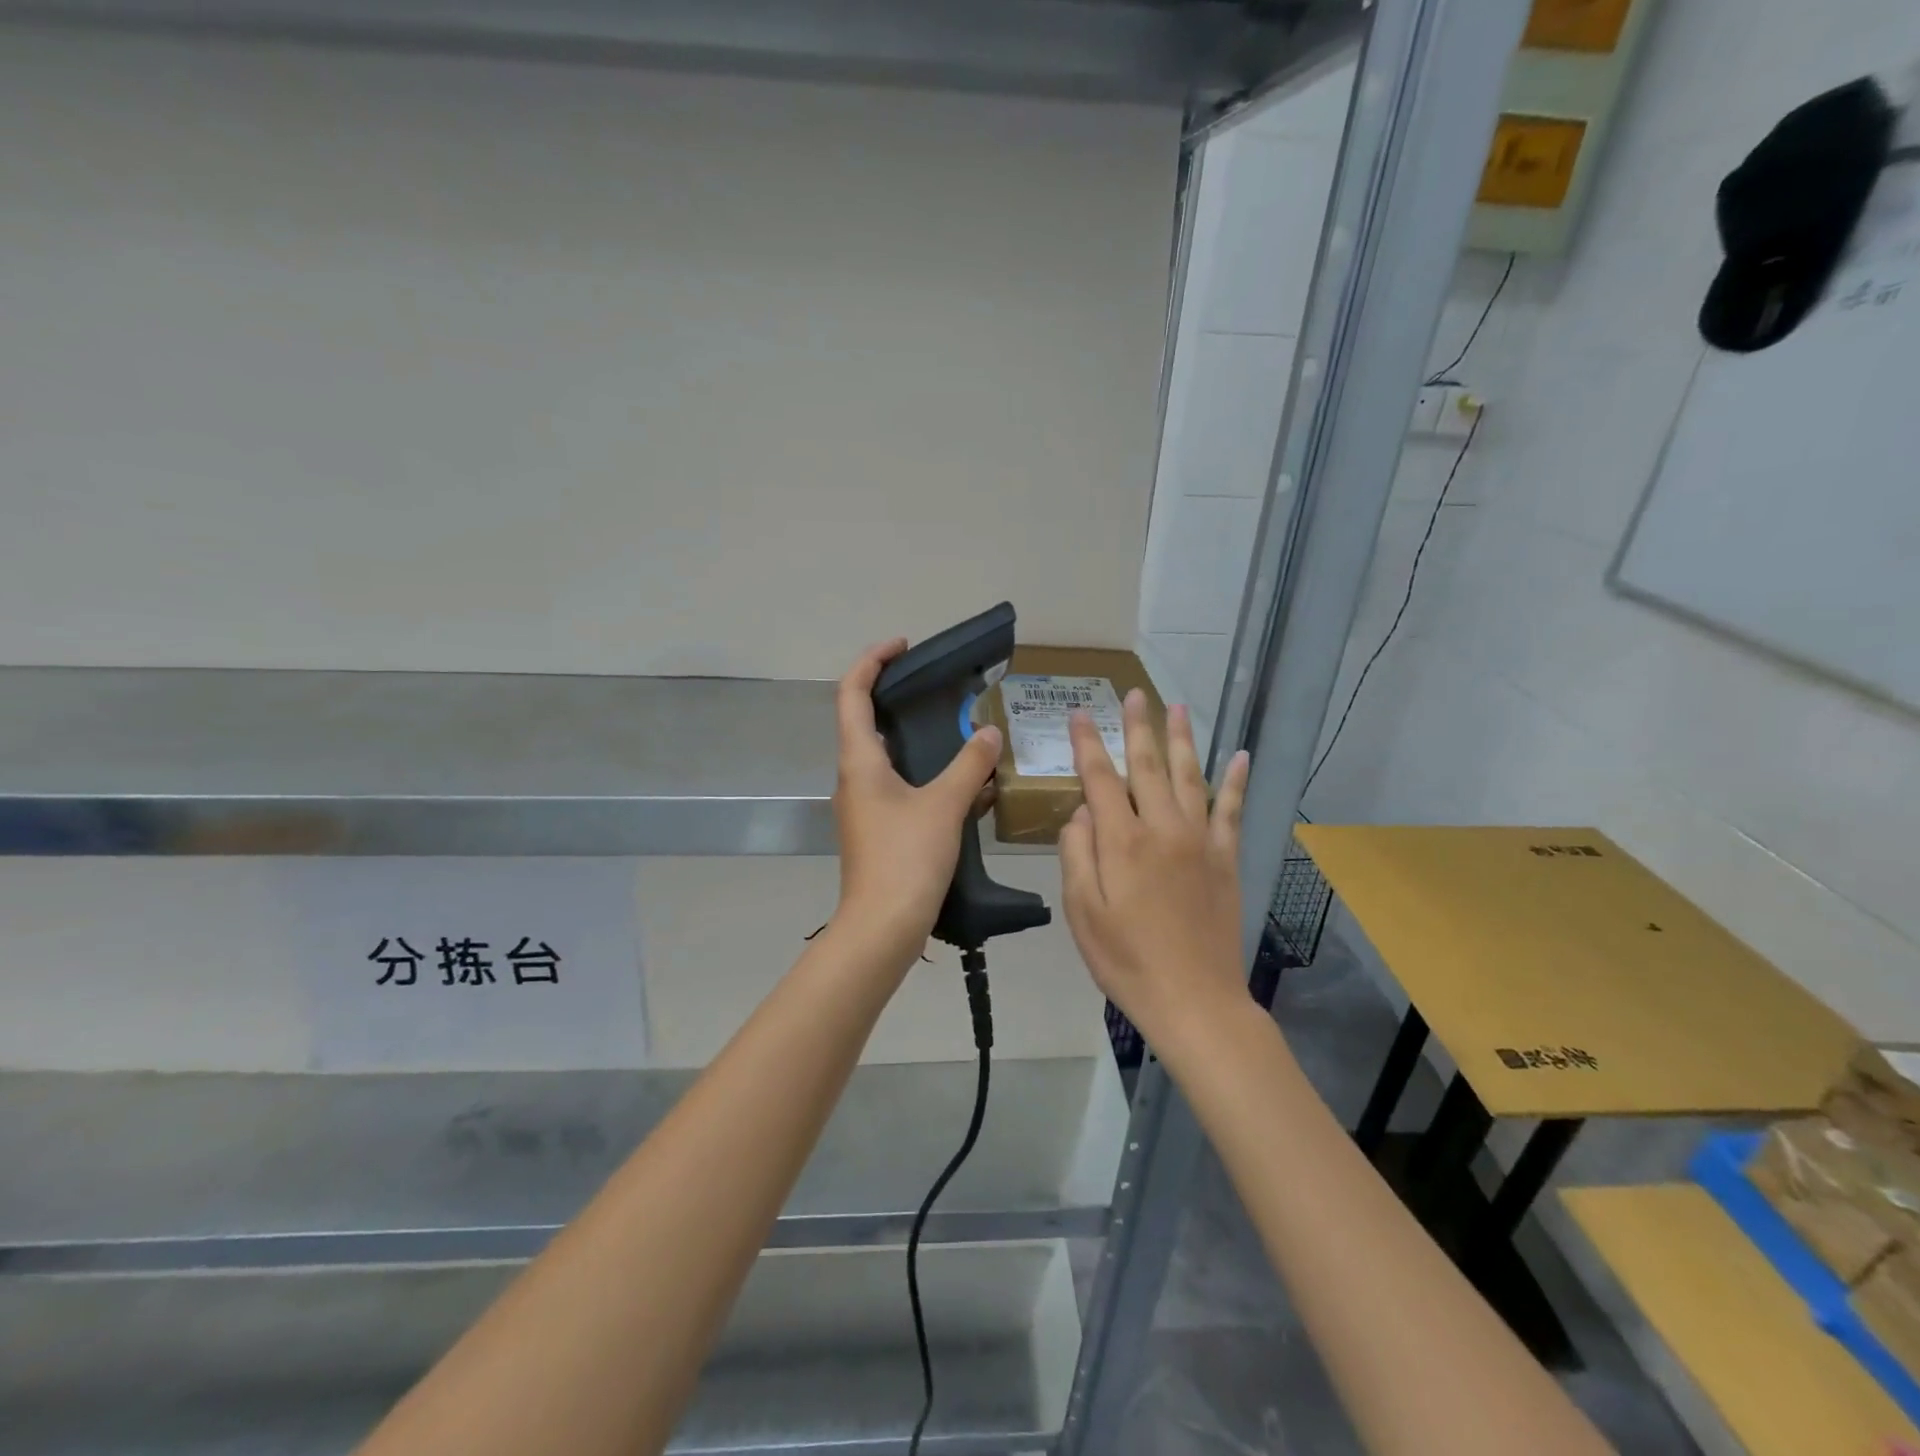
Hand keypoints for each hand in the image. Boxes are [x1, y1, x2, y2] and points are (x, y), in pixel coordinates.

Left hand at [830, 640, 1003, 967]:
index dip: (872, 661)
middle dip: (896, 696)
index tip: (903, 646)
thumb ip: (969, 766)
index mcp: (859, 761)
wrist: (881, 928)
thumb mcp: (944, 807)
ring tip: (957, 732)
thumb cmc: (905, 860)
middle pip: (864, 721)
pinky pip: (899, 787)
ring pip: (885, 757)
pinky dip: (925, 775)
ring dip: (916, 738)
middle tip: (936, 686)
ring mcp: (863, 806)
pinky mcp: (876, 829)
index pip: (852, 693)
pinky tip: (961, 784)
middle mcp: (854, 777)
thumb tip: (988, 733)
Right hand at [1058, 691, 1250, 1048]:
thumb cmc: (1126, 961)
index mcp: (1122, 842)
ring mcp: (1200, 841)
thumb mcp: (1083, 913)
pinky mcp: (1226, 859)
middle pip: (1147, 766)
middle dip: (1137, 727)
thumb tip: (1081, 812)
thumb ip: (1077, 855)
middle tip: (1133, 693)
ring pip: (1189, 777)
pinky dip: (1235, 781)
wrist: (1195, 1001)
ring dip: (1182, 739)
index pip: (1100, 779)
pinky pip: (1231, 810)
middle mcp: (1163, 829)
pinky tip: (1240, 756)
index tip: (1079, 714)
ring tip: (1177, 707)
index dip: (1088, 744)